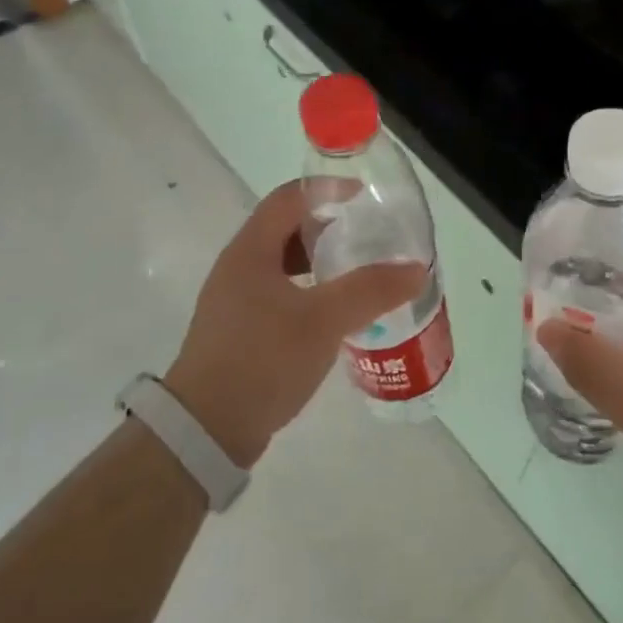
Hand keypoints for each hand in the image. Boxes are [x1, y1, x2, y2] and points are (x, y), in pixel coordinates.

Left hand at [165, 182, 426, 467]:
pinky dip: (310, 293)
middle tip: (369, 238)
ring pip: (284, 266)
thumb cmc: (262, 360)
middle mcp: (238, 268)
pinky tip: (334, 316)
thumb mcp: (322, 321)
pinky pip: (280, 295)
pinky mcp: (240, 332)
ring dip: (320, 263)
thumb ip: (370, 291)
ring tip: (358, 275)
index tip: (366, 199)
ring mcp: (236, 302)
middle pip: (286, 229)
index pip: (289, 198)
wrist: (206, 430)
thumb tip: (416, 269)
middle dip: (329, 228)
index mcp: (250, 251)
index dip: (328, 191)